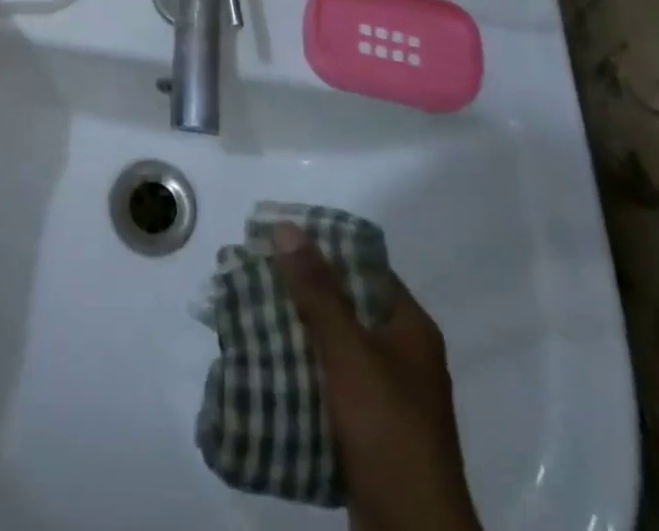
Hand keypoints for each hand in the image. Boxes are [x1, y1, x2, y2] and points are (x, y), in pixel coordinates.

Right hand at [272, 224, 482, 530]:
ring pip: (332, 346)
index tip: (277, 237)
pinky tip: (265, 364)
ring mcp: (385, 396)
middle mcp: (402, 355)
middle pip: (344, 305)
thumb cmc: (388, 431)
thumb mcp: (349, 354)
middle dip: (299, 292)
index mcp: (410, 328)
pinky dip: (300, 372)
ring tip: (248, 314)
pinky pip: (328, 384)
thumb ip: (317, 291)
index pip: (363, 267)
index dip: (322, 247)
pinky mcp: (367, 431)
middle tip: (253, 275)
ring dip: (294, 333)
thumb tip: (286, 227)